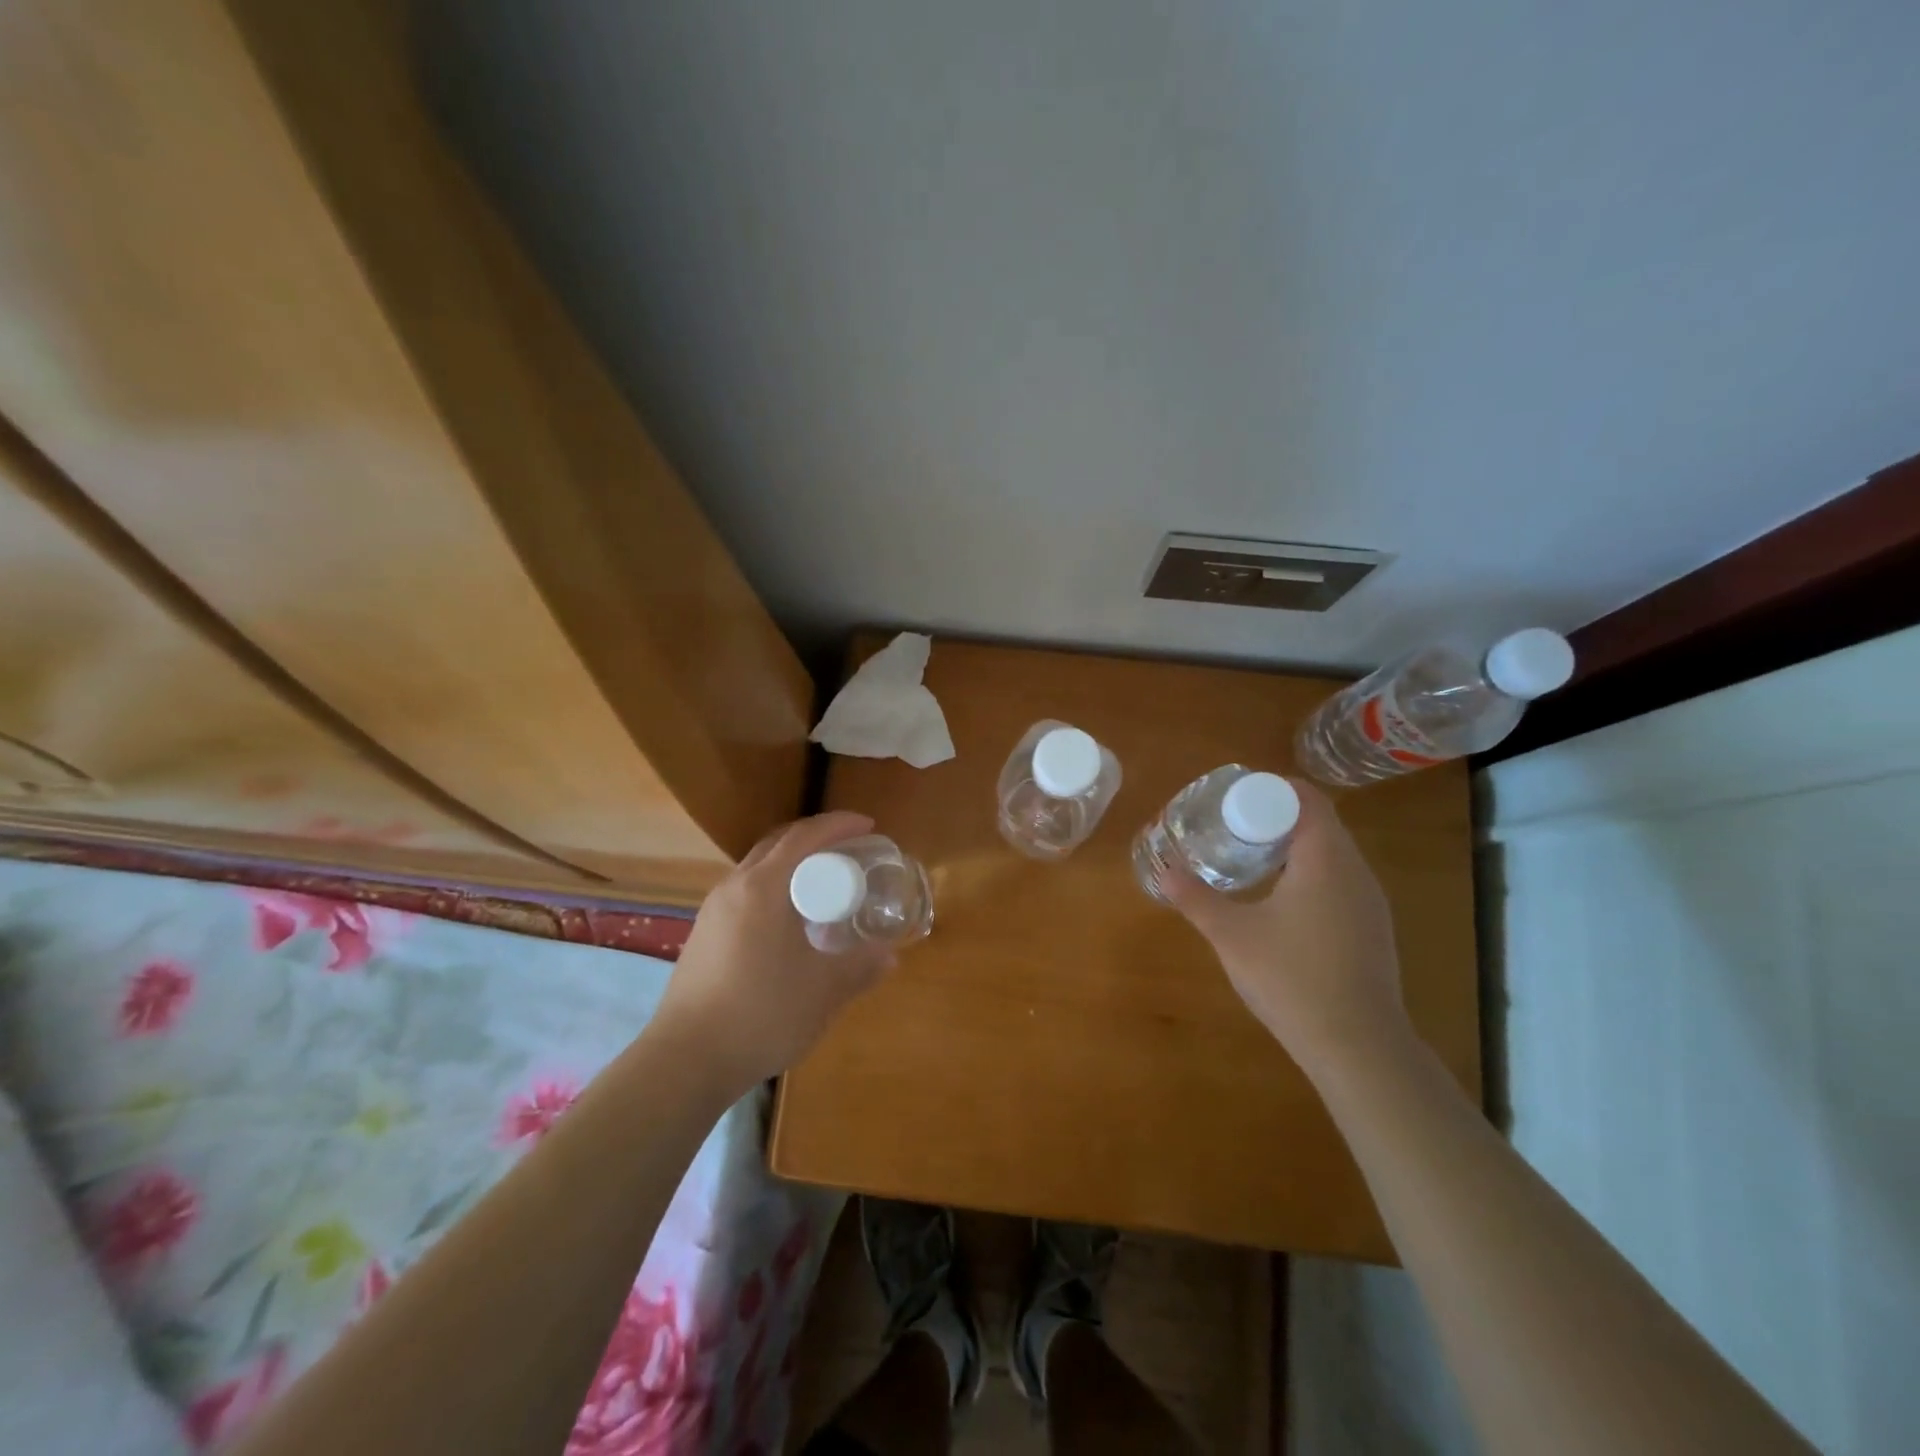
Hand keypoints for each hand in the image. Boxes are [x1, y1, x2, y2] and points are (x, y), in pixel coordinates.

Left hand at [654, 812, 896, 1099]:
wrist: (684, 1061)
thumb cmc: (760, 1014)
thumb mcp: (823, 991)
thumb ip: (860, 967)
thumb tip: (890, 955)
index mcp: (763, 888)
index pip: (804, 836)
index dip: (839, 824)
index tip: (868, 826)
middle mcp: (734, 887)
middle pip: (778, 844)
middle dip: (816, 839)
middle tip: (850, 852)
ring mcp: (713, 911)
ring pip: (758, 869)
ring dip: (792, 864)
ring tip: (823, 885)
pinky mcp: (703, 934)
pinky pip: (746, 892)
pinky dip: (775, 888)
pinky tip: (789, 922)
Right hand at [1162, 780, 1412, 1071]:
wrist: (1358, 1047)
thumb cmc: (1292, 979)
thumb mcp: (1232, 936)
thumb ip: (1197, 898)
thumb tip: (1165, 872)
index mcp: (1325, 859)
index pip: (1307, 799)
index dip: (1272, 789)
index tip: (1235, 798)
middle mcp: (1356, 871)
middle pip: (1320, 822)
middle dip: (1276, 817)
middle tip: (1232, 827)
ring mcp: (1370, 901)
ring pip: (1332, 853)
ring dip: (1293, 847)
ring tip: (1250, 859)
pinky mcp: (1372, 928)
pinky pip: (1340, 880)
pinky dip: (1310, 874)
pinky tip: (1281, 902)